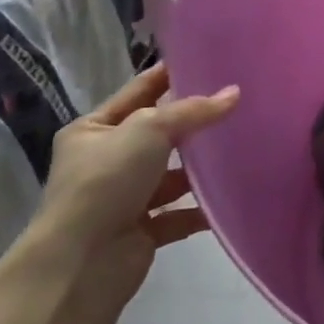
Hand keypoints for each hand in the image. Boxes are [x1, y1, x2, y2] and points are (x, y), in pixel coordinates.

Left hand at [36, 64, 239, 290]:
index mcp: (93, 130)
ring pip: (171, 174)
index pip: (138, 92)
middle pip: (159, 134)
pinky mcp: (141, 230)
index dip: (169, 76)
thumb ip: (193, 110)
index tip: (207, 60)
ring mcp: (123, 197)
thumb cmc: (106, 181)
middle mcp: (106, 161)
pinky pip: (179, 213)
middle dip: (193, 123)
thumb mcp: (149, 130)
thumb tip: (235, 93)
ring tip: (243, 148)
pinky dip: (202, 208)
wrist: (81, 263)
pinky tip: (231, 196)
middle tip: (237, 103)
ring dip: (200, 168)